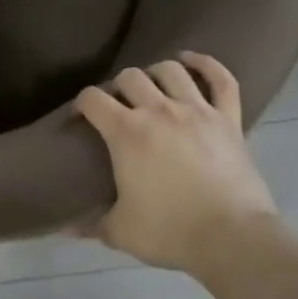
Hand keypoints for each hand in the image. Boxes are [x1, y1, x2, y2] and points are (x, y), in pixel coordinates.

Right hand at [74, 52, 278, 272]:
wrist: (233, 238)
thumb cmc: (170, 231)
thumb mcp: (121, 232)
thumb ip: (92, 224)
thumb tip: (65, 229)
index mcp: (126, 132)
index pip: (92, 99)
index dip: (81, 104)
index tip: (80, 118)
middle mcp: (159, 111)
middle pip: (129, 77)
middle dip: (117, 87)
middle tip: (118, 107)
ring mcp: (197, 111)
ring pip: (170, 71)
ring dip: (155, 73)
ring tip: (151, 85)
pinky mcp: (229, 119)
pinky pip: (221, 80)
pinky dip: (206, 64)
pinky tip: (191, 60)